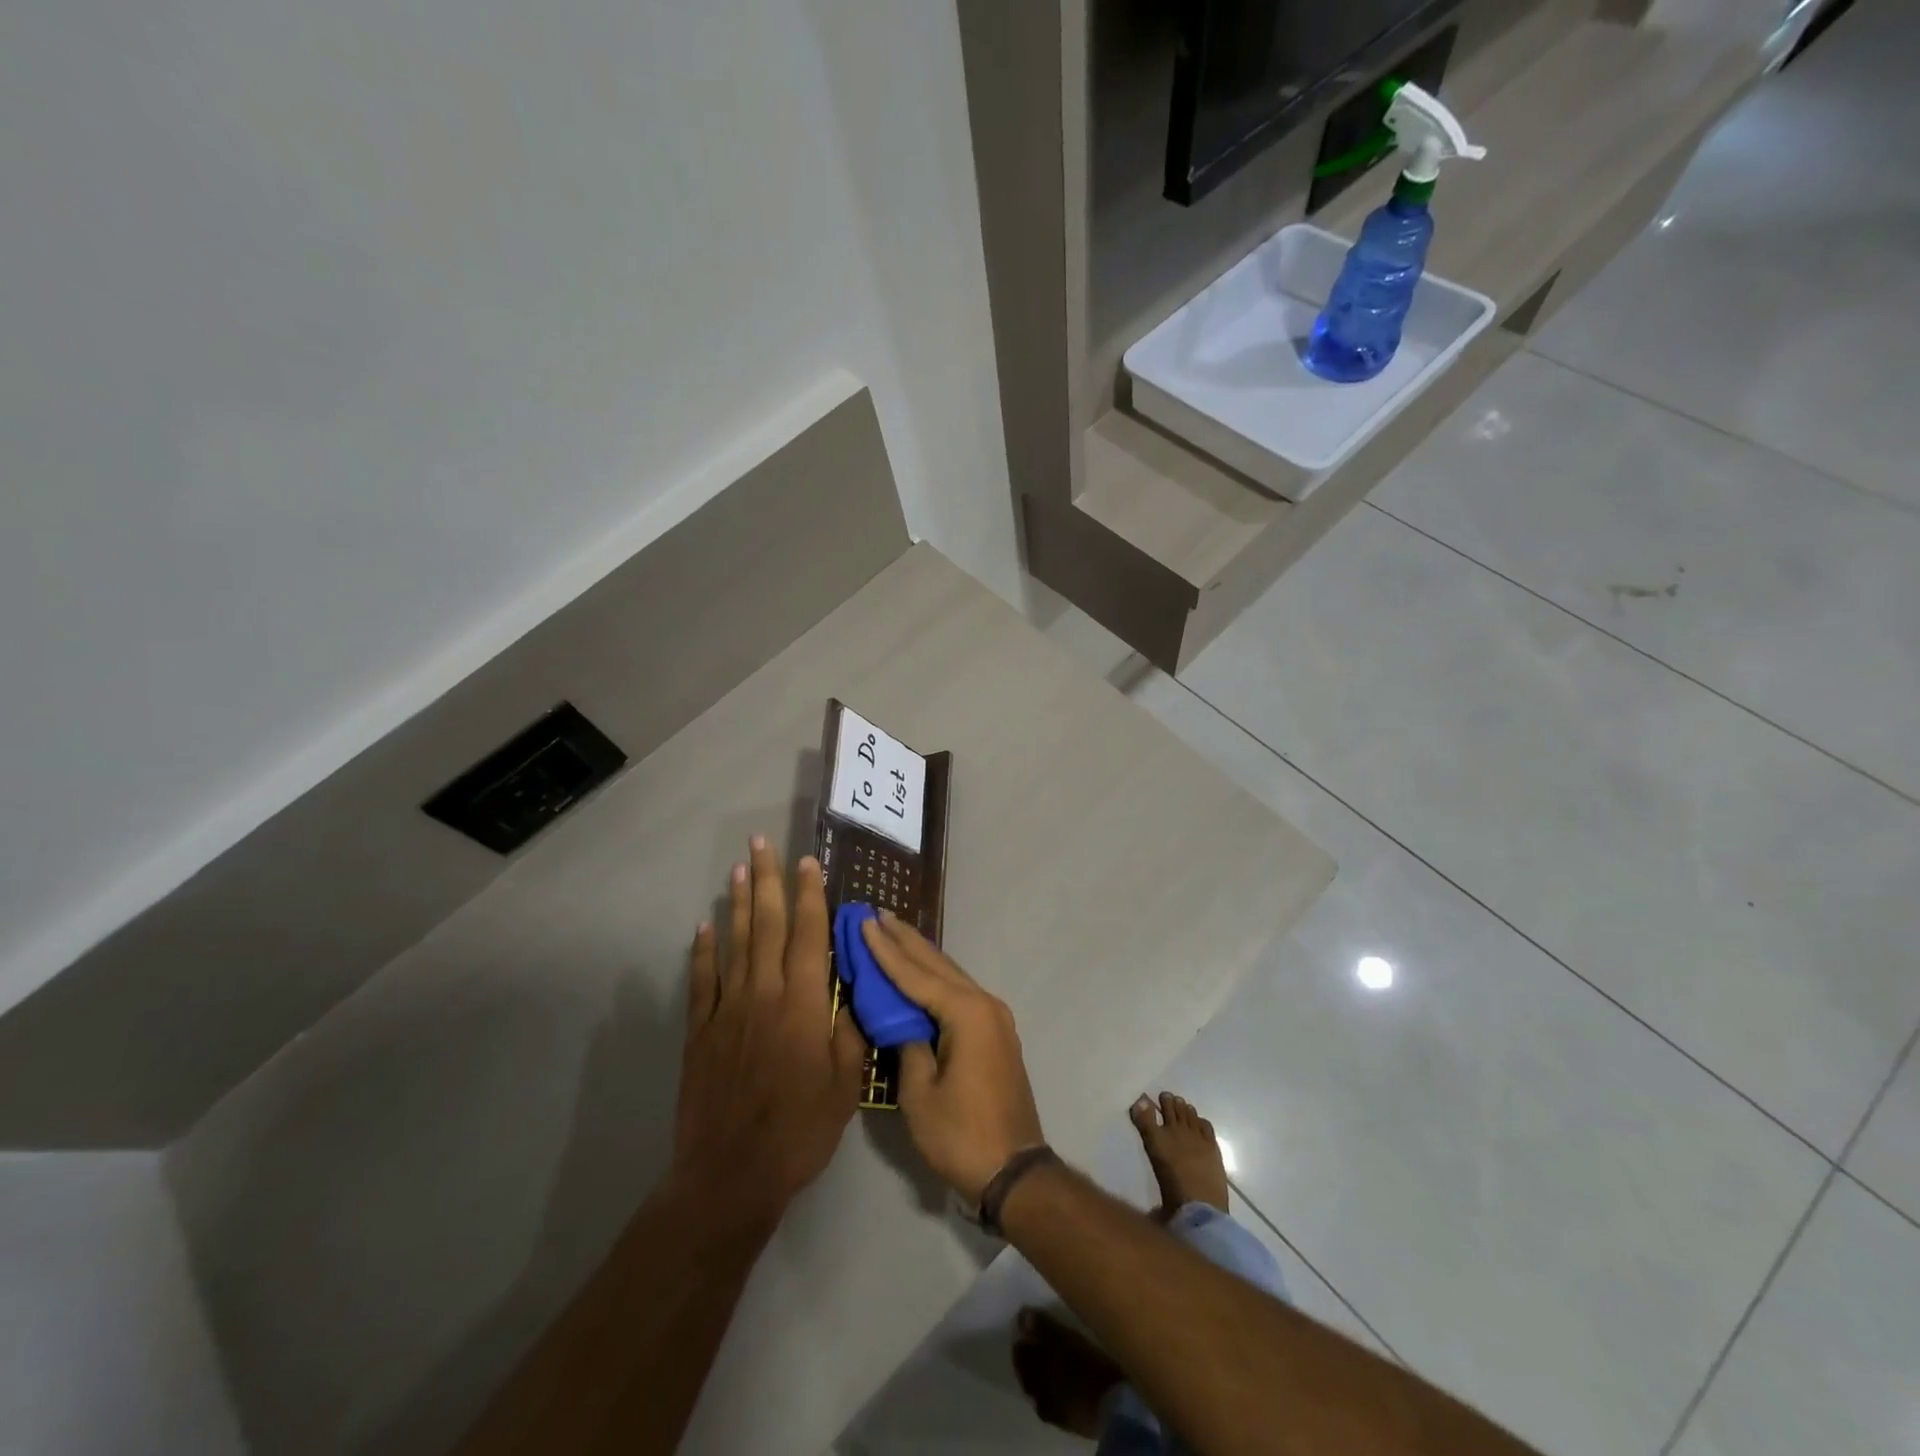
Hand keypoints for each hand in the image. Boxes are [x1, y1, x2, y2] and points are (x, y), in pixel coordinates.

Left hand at [671, 837, 866, 1226]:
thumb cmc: (799, 1131)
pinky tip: (703, 926)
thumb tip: (851, 991)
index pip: (808, 935)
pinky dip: (702, 951)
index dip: (810, 895)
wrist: (731, 1174)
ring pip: (733, 943)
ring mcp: (727, 1010)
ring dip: (736, 904)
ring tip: (737, 869)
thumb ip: (850, 1032)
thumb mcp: (846, 1086)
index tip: (808, 862)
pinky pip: (702, 981)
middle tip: (761, 844)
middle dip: (766, 881)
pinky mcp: (700, 1032)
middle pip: (766, 925)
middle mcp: (764, 994)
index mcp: (804, 1004)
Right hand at [858, 912, 1045, 1203]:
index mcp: (967, 1013)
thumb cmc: (961, 1134)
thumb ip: (908, 1046)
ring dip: (921, 955)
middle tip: (877, 914)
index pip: (916, 974)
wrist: (1014, 1171)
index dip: (886, 950)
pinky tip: (920, 972)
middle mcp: (984, 1004)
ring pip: (950, 975)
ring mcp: (994, 1018)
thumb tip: (900, 1020)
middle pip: (937, 964)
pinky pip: (959, 993)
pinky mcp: (995, 1033)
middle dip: (905, 939)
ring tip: (893, 931)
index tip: (864, 922)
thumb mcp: (920, 1093)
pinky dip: (935, 978)